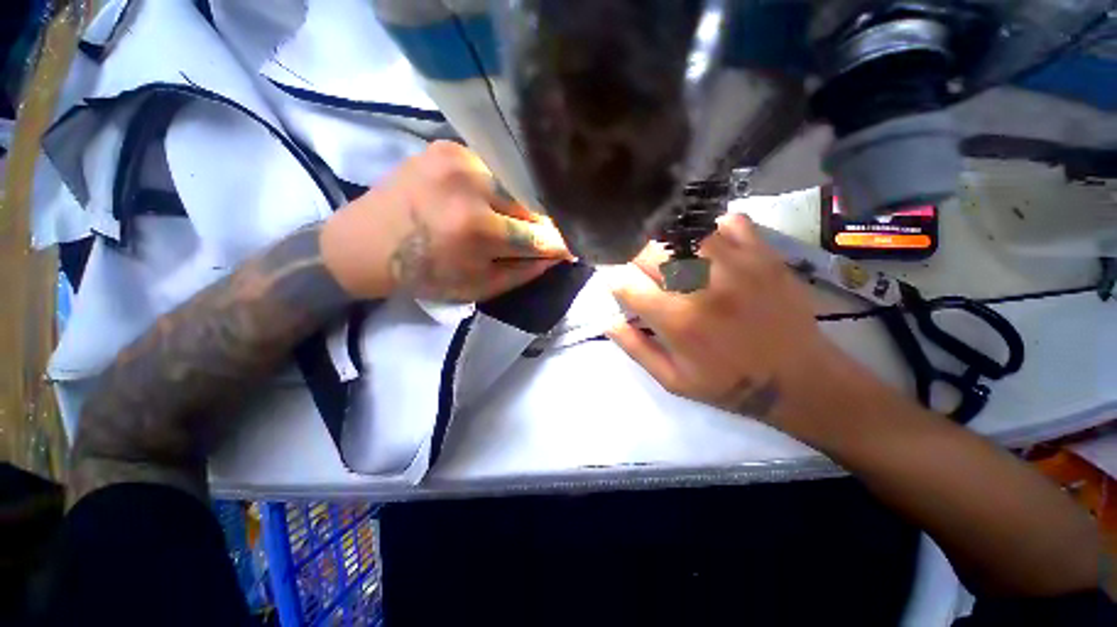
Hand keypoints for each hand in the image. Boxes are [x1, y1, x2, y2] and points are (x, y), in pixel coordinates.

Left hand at [322, 141, 570, 300]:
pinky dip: (500, 187)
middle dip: (541, 223)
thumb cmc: (423, 275)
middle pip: (532, 204)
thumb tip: (558, 255)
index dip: (560, 243)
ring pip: (516, 183)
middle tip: (541, 236)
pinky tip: (488, 199)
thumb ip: (524, 271)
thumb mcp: (479, 286)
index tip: (574, 247)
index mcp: (476, 230)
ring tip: (511, 219)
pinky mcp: (448, 145)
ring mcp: (459, 157)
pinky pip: (494, 168)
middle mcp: (471, 185)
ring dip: (521, 204)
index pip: (539, 234)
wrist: (363, 244)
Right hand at [606, 213, 841, 427]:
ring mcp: (735, 263)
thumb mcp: (672, 380)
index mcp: (677, 319)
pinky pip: (728, 222)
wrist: (798, 378)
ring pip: (683, 231)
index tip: (617, 283)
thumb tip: (608, 319)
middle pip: (648, 250)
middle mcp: (701, 285)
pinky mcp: (762, 254)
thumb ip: (635, 348)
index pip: (625, 283)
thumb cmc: (728, 382)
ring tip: (669, 256)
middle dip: (632, 257)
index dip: (614, 280)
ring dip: (666, 242)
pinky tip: (708, 248)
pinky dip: (711, 230)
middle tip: (638, 268)